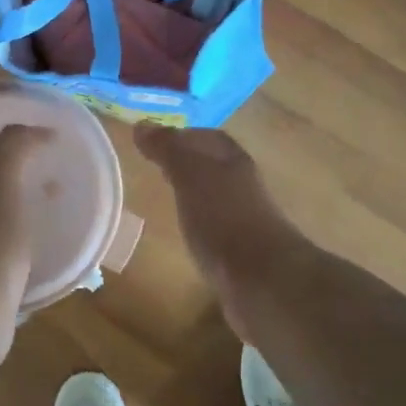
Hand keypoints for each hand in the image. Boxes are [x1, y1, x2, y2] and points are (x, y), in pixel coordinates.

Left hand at [0, 124, 55, 296]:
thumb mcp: (0, 179)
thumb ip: (13, 147)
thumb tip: (34, 131)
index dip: (14, 139)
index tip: (49, 140)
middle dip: (16, 171)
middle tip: (51, 171)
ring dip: (19, 204)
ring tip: (51, 206)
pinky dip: (19, 235)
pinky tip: (38, 244)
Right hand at [133, 125, 294, 325]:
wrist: (262, 280)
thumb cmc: (223, 219)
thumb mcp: (190, 175)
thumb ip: (169, 150)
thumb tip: (142, 125)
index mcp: (233, 162)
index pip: (209, 138)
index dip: (184, 135)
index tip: (154, 141)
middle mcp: (242, 187)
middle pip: (213, 167)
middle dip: (187, 164)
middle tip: (154, 168)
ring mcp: (244, 221)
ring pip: (214, 198)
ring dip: (193, 196)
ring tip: (164, 200)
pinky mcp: (240, 253)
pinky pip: (215, 229)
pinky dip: (198, 225)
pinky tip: (183, 235)